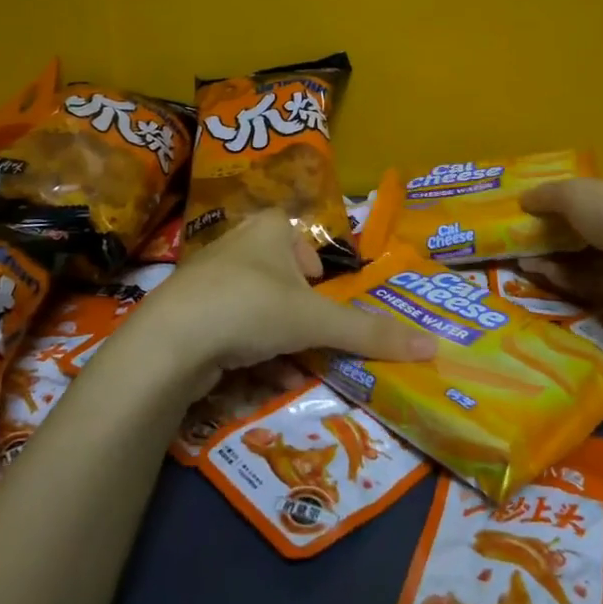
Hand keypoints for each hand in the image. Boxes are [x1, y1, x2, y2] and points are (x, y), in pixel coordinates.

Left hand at [131, 210, 436, 393]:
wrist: (169, 343)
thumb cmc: (251, 308)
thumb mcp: (316, 320)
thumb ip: (370, 333)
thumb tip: (433, 345)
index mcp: (269, 228)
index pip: (304, 240)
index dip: (316, 274)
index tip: (321, 304)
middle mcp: (238, 244)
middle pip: (283, 279)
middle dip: (298, 315)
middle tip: (309, 340)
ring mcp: (208, 278)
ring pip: (257, 307)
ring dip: (276, 339)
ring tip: (284, 365)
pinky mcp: (189, 311)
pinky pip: (231, 326)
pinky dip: (248, 350)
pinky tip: (255, 375)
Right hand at [517, 175, 602, 313]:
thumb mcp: (575, 193)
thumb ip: (547, 195)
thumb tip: (523, 199)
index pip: (599, 190)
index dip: (570, 197)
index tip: (541, 208)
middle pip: (590, 226)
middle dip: (556, 233)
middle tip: (525, 240)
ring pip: (589, 256)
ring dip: (556, 258)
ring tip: (523, 263)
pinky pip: (595, 281)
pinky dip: (569, 278)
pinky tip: (543, 277)